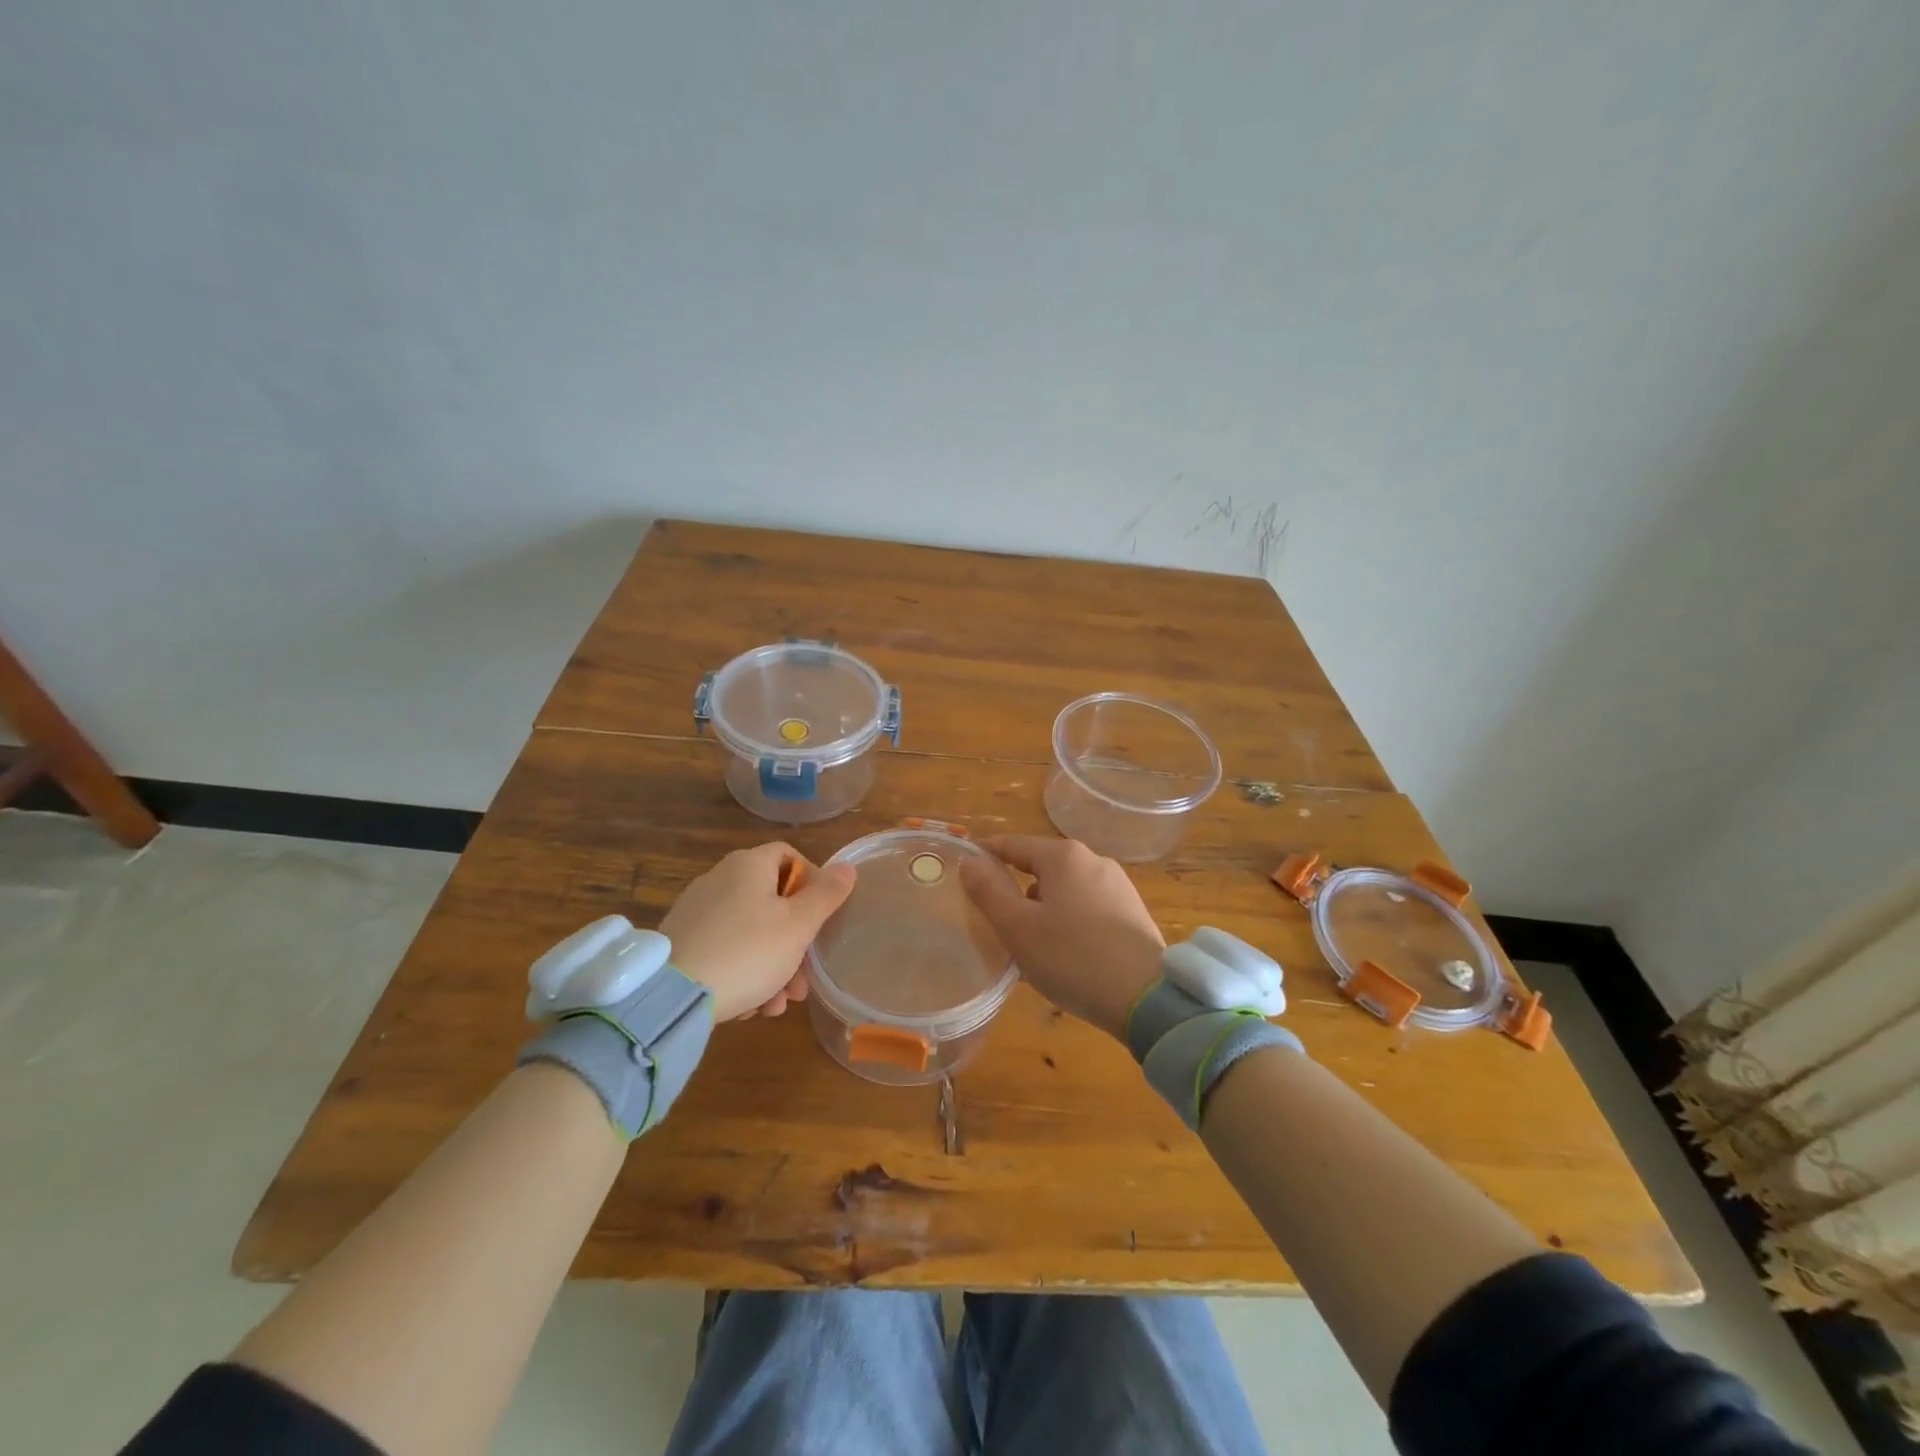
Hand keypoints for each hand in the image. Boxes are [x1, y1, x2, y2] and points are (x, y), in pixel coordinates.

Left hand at [660, 843, 855, 1020]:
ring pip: (749, 933)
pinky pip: (724, 951)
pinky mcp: (681, 943)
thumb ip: (826, 895)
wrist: (671, 996)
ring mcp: (696, 912)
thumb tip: (846, 867)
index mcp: (748, 865)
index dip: (811, 880)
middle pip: (771, 902)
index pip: (788, 855)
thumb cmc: (748, 951)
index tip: (822, 915)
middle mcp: (719, 879)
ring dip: (772, 968)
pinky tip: (748, 1007)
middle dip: (794, 943)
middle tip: (802, 982)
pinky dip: (742, 973)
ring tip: (776, 1007)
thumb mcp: (799, 925)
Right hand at [958, 834, 1164, 1040]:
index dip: (986, 857)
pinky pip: (1088, 907)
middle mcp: (1094, 860)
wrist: (1147, 998)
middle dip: (1017, 889)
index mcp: (1064, 856)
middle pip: (1041, 866)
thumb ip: (988, 892)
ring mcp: (1118, 886)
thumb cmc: (1072, 958)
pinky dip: (1069, 921)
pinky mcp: (1133, 912)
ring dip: (1044, 908)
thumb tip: (969, 862)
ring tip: (1032, 946)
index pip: (1012, 844)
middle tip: (997, 922)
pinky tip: (1066, 954)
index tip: (965, 874)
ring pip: (1065, 889)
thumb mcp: (1017, 928)